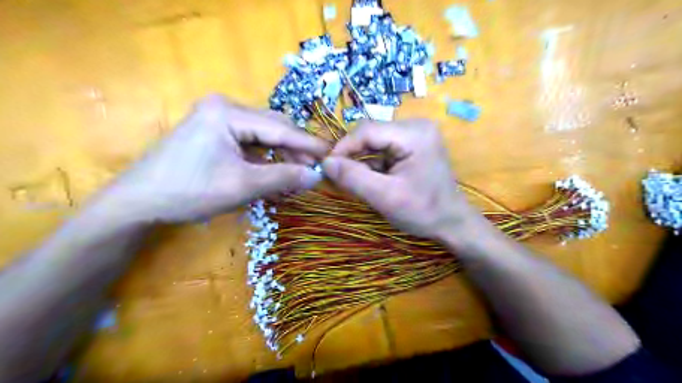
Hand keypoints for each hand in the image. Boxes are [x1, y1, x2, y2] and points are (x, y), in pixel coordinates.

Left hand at [97, 93, 328, 222]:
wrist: (138, 203)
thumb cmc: (190, 191)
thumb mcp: (243, 185)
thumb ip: (284, 177)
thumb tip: (317, 176)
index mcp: (228, 112)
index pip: (279, 128)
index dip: (308, 144)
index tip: (332, 154)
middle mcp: (224, 108)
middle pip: (272, 127)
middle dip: (294, 150)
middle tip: (313, 171)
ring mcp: (217, 119)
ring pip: (262, 136)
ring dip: (280, 156)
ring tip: (295, 177)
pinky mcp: (214, 133)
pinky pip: (249, 143)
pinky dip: (264, 159)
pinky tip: (274, 174)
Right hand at [323, 118, 480, 239]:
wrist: (451, 222)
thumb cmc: (423, 211)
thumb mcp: (385, 197)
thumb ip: (354, 178)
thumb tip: (325, 162)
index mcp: (414, 133)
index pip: (367, 130)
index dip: (343, 147)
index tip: (327, 167)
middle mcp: (416, 125)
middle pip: (371, 134)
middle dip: (353, 155)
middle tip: (339, 176)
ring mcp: (416, 134)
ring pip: (375, 142)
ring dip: (362, 160)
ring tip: (357, 181)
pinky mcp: (414, 144)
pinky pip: (384, 148)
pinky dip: (373, 163)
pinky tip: (373, 179)